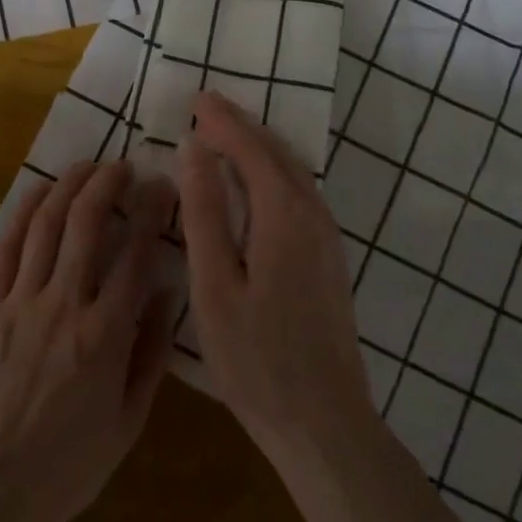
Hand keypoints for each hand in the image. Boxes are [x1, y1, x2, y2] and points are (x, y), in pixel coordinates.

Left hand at [0, 159, 176, 521]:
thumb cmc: (68, 464)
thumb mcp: (128, 421)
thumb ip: (150, 353)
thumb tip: (164, 292)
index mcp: (105, 335)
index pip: (136, 254)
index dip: (151, 211)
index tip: (162, 186)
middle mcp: (63, 304)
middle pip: (87, 222)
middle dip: (109, 183)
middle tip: (124, 166)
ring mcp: (20, 301)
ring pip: (46, 223)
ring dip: (69, 185)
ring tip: (88, 166)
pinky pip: (8, 246)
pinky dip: (26, 211)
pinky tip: (41, 192)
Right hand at [177, 91, 376, 473]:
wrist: (324, 422)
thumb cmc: (257, 358)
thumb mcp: (215, 284)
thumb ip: (204, 212)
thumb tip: (193, 149)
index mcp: (284, 216)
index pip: (250, 149)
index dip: (222, 121)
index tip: (195, 99)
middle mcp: (313, 216)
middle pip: (276, 154)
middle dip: (241, 126)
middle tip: (206, 109)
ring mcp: (327, 238)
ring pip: (292, 172)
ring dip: (258, 147)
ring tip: (223, 136)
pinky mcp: (328, 259)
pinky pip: (298, 193)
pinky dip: (271, 173)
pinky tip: (253, 185)